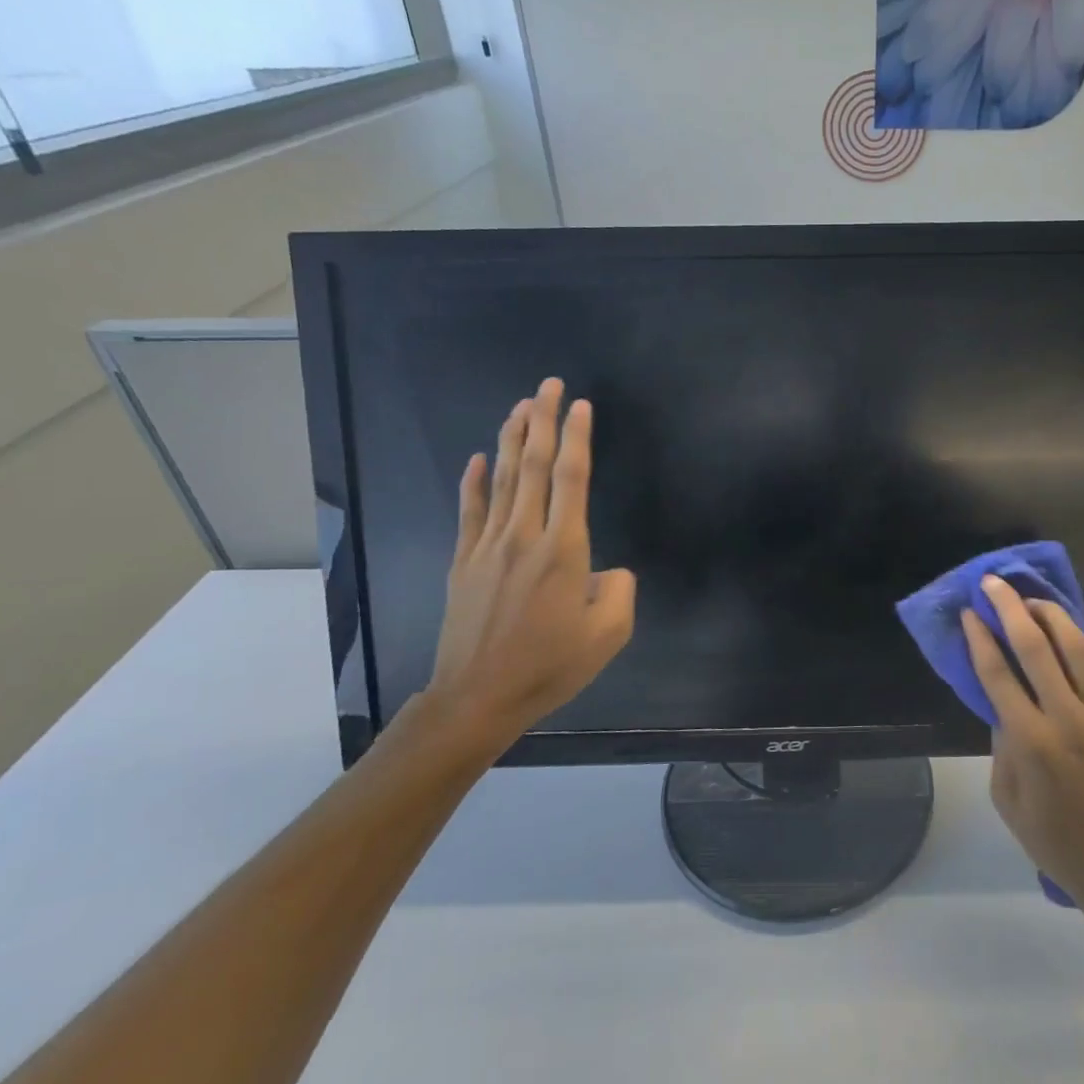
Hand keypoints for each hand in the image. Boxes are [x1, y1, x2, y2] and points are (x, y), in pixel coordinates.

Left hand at [408, 379, 635, 762]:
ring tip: (520, 406)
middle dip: (543, 421)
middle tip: (548, 385)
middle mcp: (524, 537)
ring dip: (511, 439)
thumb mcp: (608, 635)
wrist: (477, 698)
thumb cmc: (549, 666)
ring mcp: (487, 547)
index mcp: (564, 551)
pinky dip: (472, 482)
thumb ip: (620, 592)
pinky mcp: (463, 563)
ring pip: (501, 480)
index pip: (572, 479)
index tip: (581, 405)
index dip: (578, 438)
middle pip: (533, 466)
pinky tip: (476, 459)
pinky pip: (469, 512)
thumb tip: (608, 571)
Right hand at [963, 576, 1083, 920]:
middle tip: (995, 583)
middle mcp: (1070, 719)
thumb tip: (1004, 704)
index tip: (969, 612)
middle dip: (1010, 608)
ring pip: (1080, 649)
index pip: (998, 674)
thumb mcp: (1008, 801)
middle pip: (1036, 647)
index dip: (979, 638)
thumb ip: (1001, 746)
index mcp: (1032, 742)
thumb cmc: (1057, 842)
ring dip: (1054, 617)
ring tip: (1036, 601)